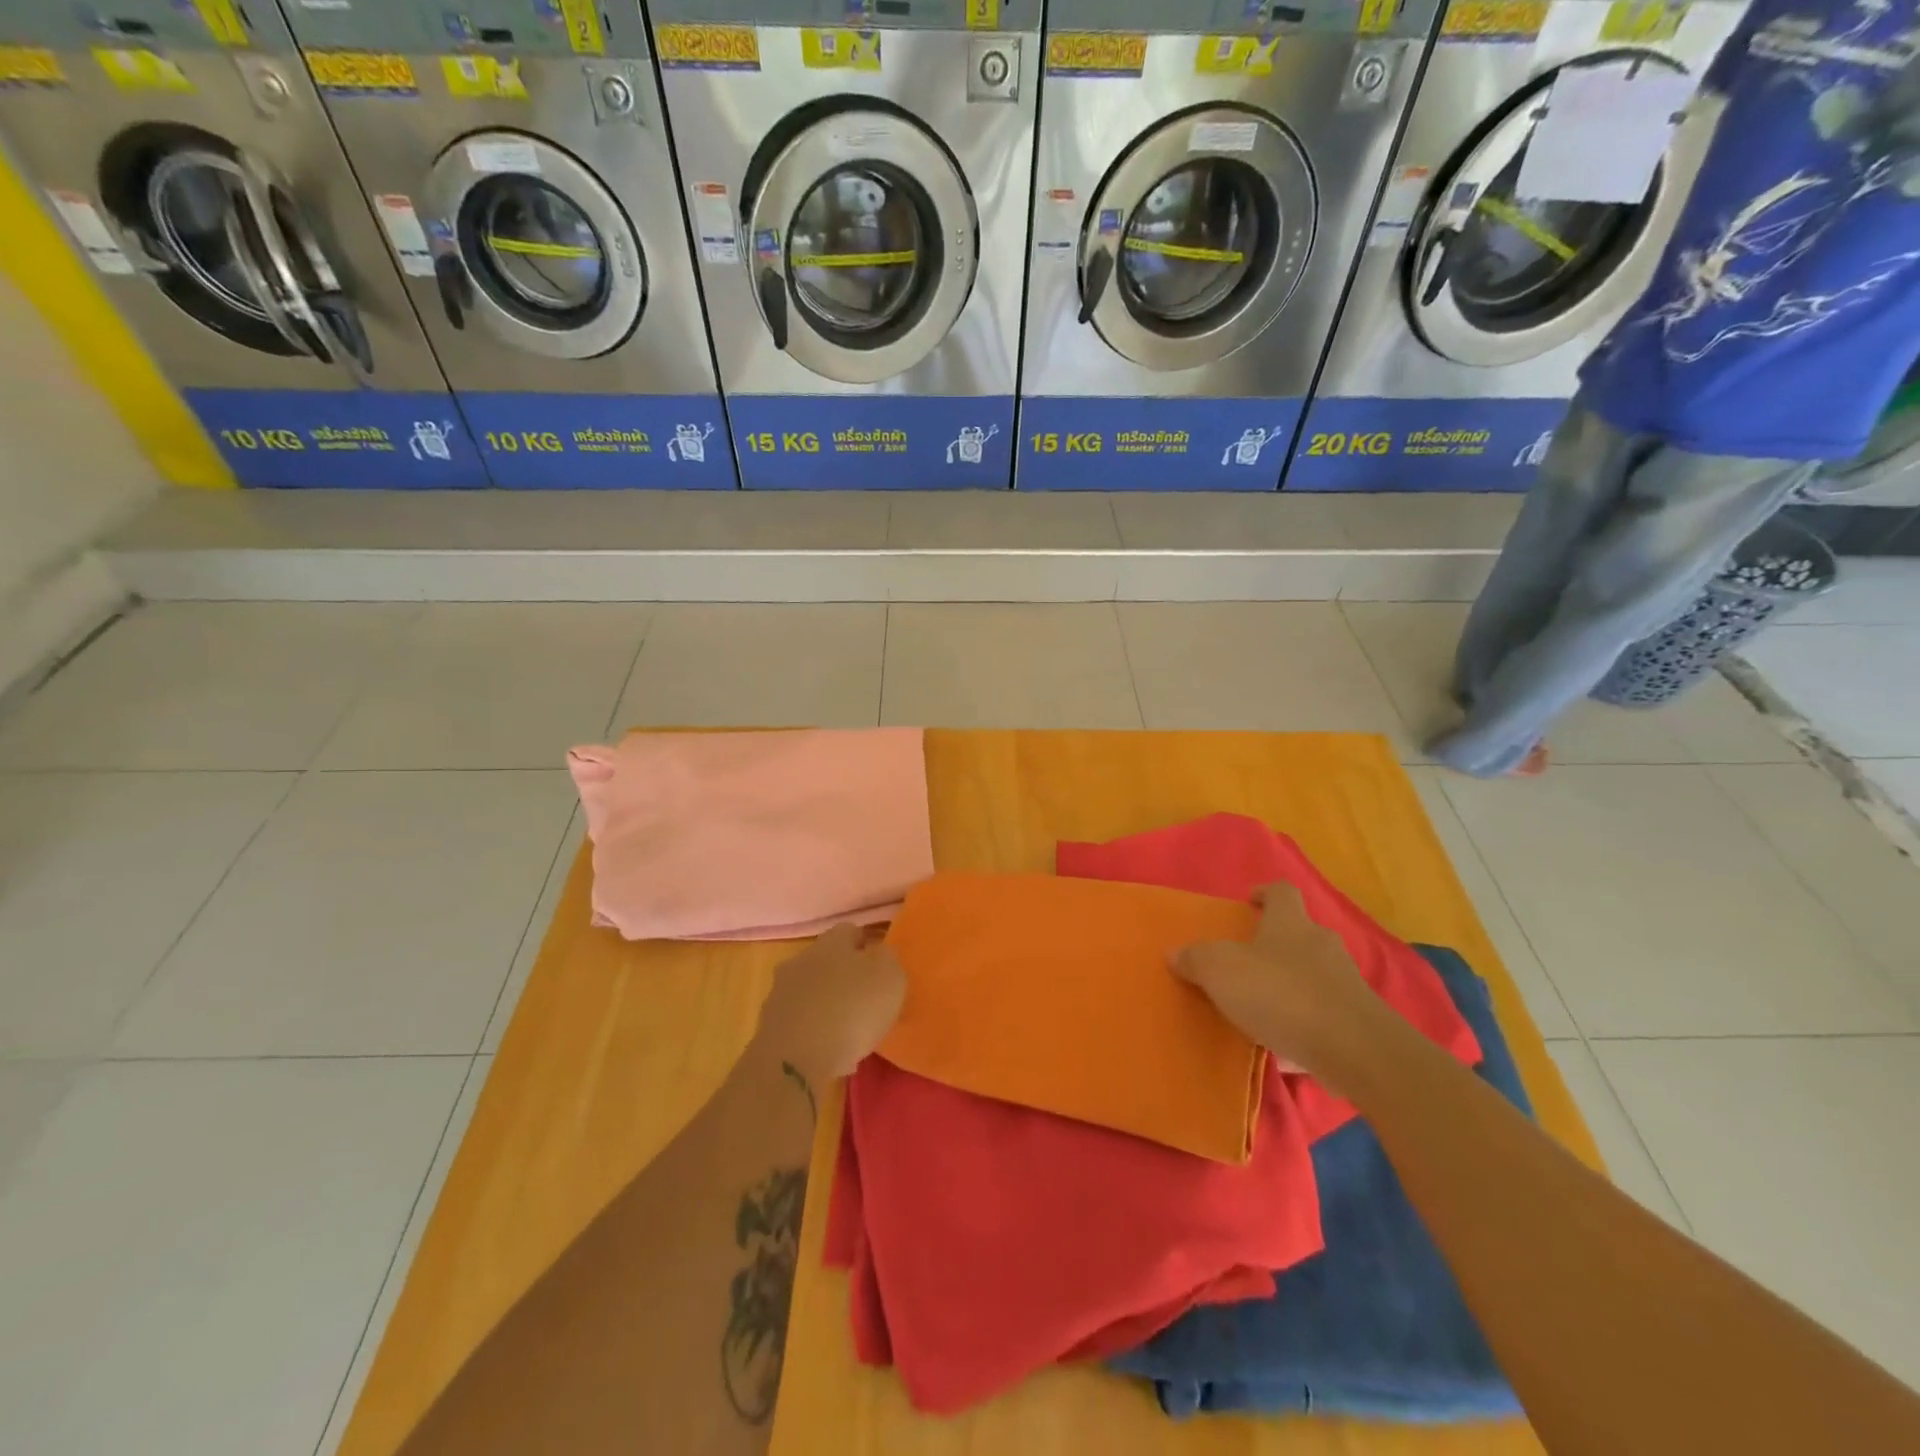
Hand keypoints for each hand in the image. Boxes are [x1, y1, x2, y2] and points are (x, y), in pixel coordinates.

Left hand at [754, 923, 905, 1091]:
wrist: (795, 1062)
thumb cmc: (851, 1010)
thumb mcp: (889, 978)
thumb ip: (887, 960)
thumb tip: (879, 954)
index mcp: (830, 942)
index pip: (850, 931)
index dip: (867, 945)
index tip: (881, 966)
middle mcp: (800, 960)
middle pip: (826, 961)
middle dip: (844, 976)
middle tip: (866, 999)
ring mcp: (780, 994)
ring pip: (810, 992)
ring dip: (827, 1005)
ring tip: (850, 1031)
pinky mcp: (769, 1028)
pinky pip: (799, 1023)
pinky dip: (814, 1033)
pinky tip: (831, 1053)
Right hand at [1170, 883, 1386, 1081]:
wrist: (1355, 1050)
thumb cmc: (1281, 995)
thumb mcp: (1221, 972)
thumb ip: (1196, 960)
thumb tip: (1176, 953)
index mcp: (1290, 923)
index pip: (1282, 892)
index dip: (1265, 894)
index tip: (1249, 904)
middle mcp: (1322, 943)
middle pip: (1300, 932)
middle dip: (1278, 942)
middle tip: (1250, 960)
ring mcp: (1346, 981)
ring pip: (1316, 971)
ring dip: (1294, 981)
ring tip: (1266, 1003)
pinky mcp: (1359, 1018)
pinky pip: (1327, 1009)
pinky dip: (1309, 1017)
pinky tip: (1289, 1040)